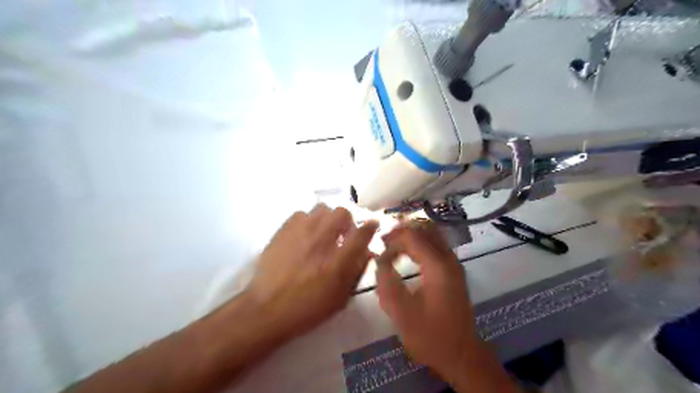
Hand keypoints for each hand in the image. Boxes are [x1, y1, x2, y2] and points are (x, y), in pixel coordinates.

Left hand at [246, 205, 377, 342]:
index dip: (370, 226)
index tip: (372, 224)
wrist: (266, 309)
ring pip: (322, 209)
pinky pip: (301, 213)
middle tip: (343, 234)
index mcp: (338, 261)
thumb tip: (367, 252)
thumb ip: (356, 272)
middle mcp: (322, 240)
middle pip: (342, 212)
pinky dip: (307, 220)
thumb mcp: (340, 298)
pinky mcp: (283, 230)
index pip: (362, 233)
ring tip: (323, 232)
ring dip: (327, 218)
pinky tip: (304, 234)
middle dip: (347, 221)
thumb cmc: (308, 308)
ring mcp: (301, 232)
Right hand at [375, 223, 485, 383]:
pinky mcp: (453, 270)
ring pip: (432, 233)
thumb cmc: (431, 336)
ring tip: (393, 244)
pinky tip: (407, 253)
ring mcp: (453, 263)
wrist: (461, 355)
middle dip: (402, 230)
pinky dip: (420, 242)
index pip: (412, 236)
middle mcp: (448, 259)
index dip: (392, 240)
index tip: (379, 253)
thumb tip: (379, 261)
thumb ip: (386, 284)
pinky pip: (436, 244)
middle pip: (425, 228)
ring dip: (412, 234)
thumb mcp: (401, 314)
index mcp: (437, 267)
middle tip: (384, 241)